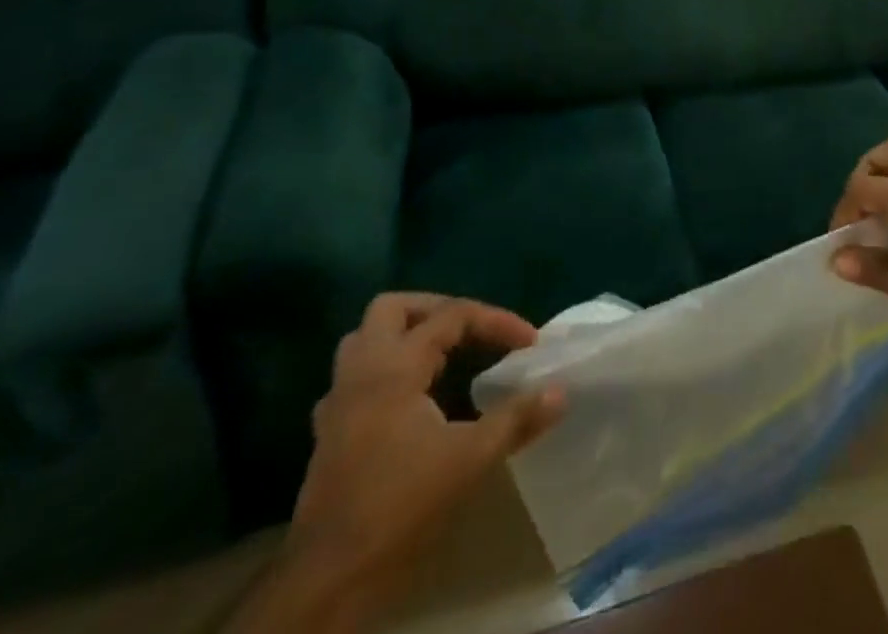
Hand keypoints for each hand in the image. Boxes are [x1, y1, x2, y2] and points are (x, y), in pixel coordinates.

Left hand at [286, 294, 563, 591]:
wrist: (328, 578)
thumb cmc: (400, 505)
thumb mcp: (470, 459)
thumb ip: (516, 419)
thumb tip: (560, 391)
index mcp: (394, 366)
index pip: (452, 316)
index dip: (496, 321)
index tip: (529, 343)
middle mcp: (361, 371)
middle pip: (392, 308)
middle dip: (435, 309)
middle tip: (471, 330)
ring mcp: (338, 402)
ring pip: (364, 339)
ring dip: (403, 335)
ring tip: (440, 354)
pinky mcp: (328, 433)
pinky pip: (354, 379)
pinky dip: (384, 373)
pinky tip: (407, 398)